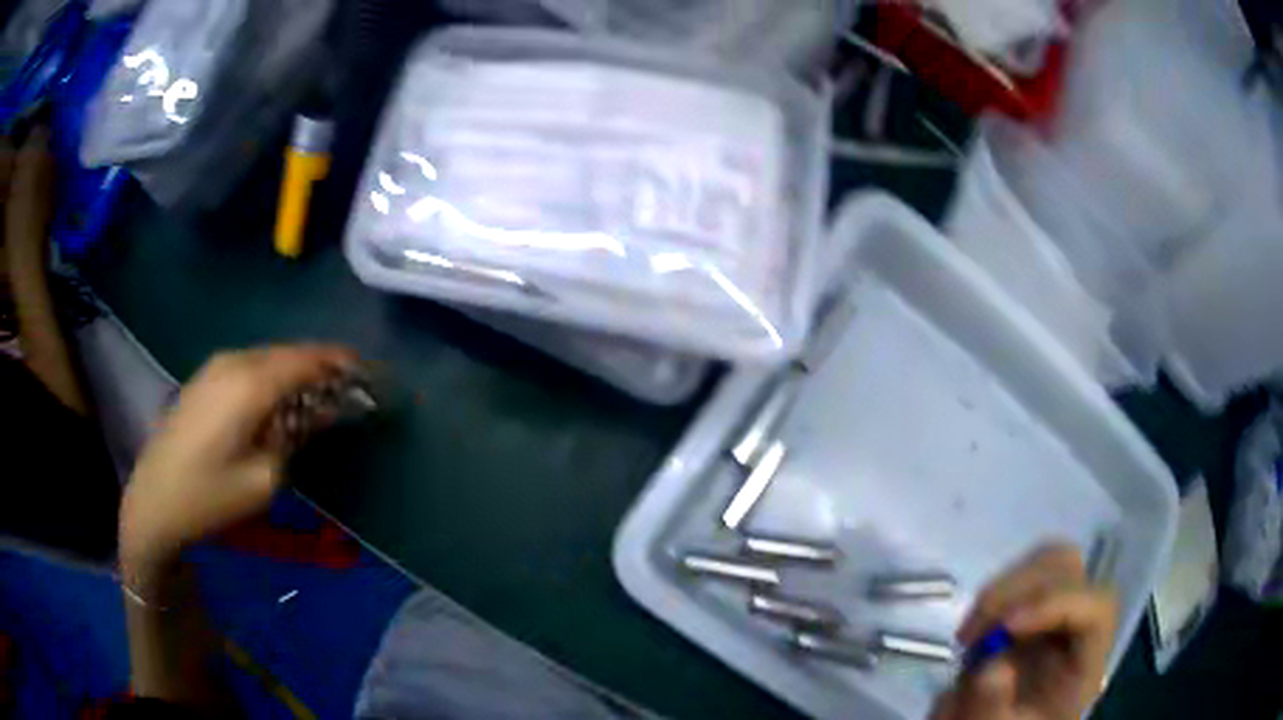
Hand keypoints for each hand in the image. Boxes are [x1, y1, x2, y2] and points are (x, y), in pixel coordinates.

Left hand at [120, 345, 357, 575]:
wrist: (154, 500)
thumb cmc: (210, 497)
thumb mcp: (263, 479)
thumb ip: (296, 436)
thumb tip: (319, 411)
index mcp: (250, 383)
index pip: (309, 358)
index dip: (344, 363)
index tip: (373, 375)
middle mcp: (234, 361)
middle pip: (291, 353)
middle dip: (325, 367)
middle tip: (354, 389)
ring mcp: (216, 366)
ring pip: (271, 358)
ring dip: (300, 372)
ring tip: (324, 395)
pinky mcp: (206, 378)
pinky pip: (252, 367)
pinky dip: (276, 377)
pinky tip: (283, 400)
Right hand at [932, 543, 1117, 719]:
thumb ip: (993, 706)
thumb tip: (991, 665)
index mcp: (1087, 659)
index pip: (1096, 607)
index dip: (1056, 603)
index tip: (1004, 627)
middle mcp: (1078, 622)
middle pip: (1069, 569)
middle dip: (1018, 589)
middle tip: (972, 634)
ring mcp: (1057, 610)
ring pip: (1043, 562)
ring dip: (1002, 590)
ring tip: (968, 636)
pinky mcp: (1032, 607)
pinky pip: (1019, 577)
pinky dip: (993, 597)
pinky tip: (971, 634)